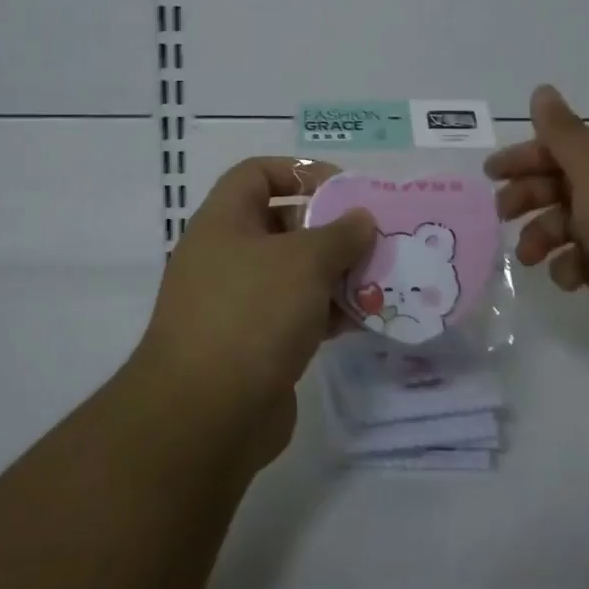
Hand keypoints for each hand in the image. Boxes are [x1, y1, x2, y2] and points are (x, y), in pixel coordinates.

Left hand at [137, 158, 374, 465]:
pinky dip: (329, 312)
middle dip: (331, 229)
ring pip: (295, 274)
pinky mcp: (255, 345)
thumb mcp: (304, 262)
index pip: (257, 173)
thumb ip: (339, 234)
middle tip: (375, 238)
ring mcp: (239, 303)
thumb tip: (360, 219)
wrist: (205, 416)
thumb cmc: (252, 314)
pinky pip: (298, 314)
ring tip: (383, 278)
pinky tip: (367, 317)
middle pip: (283, 224)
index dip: (300, 172)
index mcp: (224, 222)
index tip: (345, 190)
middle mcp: (227, 256)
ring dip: (338, 274)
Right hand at [487, 85, 588, 363]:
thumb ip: (561, 131)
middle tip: (502, 213)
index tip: (491, 173)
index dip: (526, 156)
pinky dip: (569, 267)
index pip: (563, 146)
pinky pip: (582, 261)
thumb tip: (542, 89)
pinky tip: (569, 277)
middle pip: (561, 183)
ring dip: (542, 235)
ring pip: (566, 224)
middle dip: (529, 196)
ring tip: (529, 255)